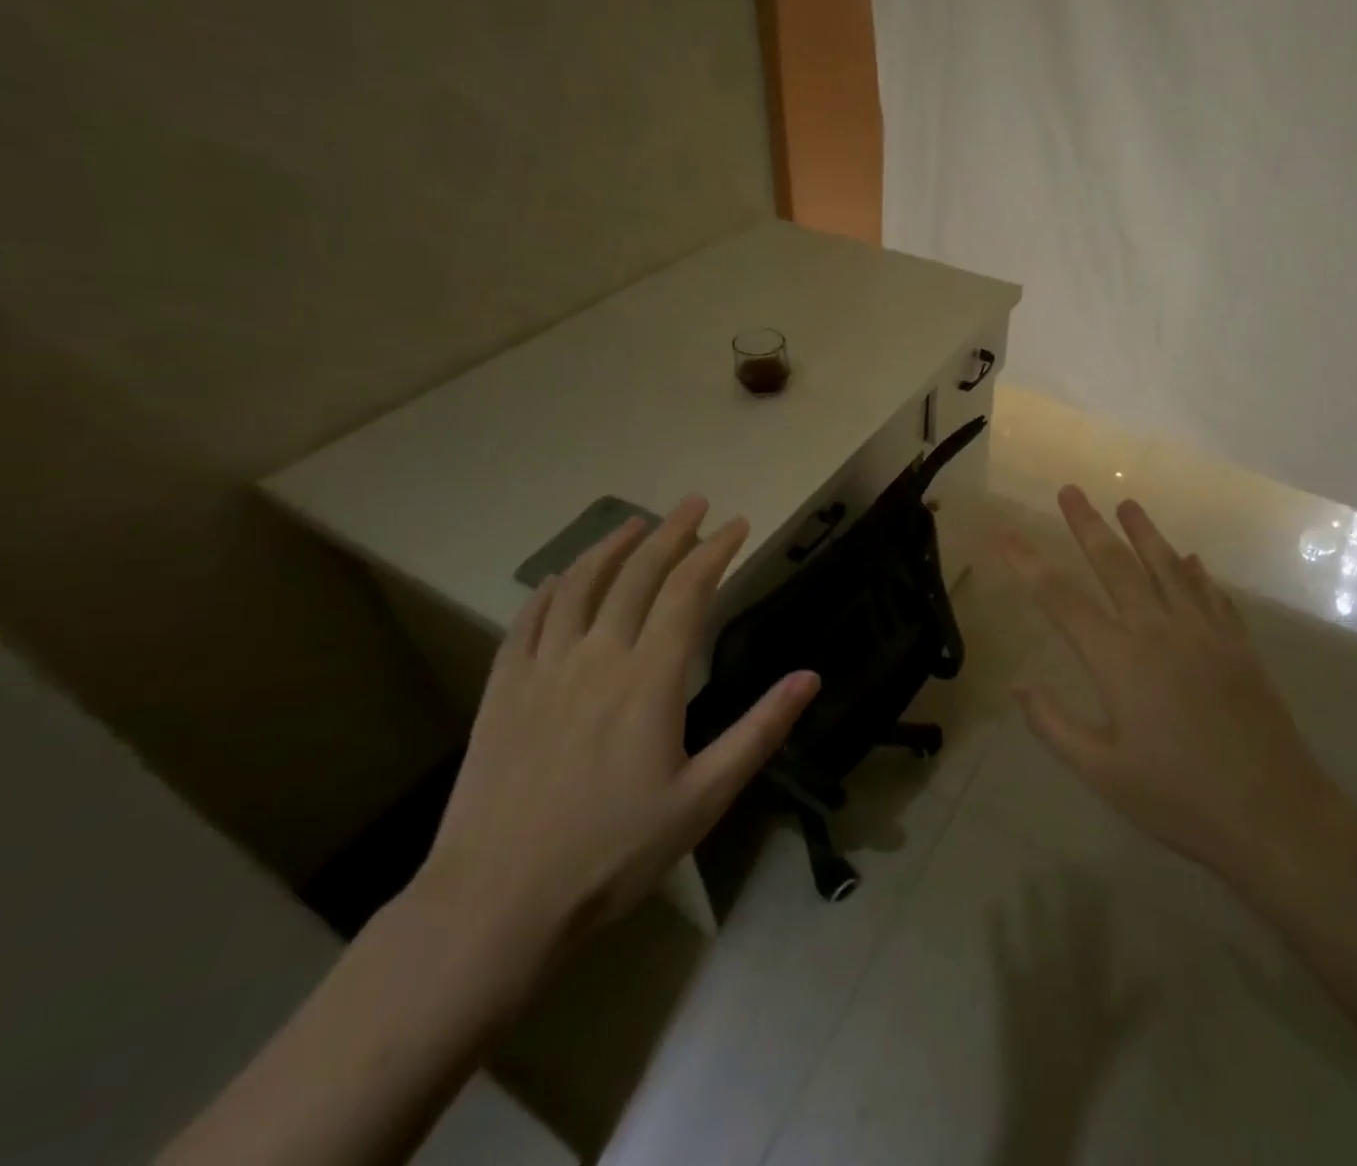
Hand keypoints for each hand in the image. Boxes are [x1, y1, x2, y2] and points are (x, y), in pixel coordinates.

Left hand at [418, 496, 818, 947]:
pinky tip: (564, 576)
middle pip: (637, 575)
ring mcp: (543, 670)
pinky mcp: (502, 691)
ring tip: (635, 523)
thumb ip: (759, 730)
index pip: (688, 591)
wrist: (496, 903)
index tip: (737, 524)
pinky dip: (553, 587)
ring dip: (612, 546)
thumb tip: (810, 677)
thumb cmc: (613, 852)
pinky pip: (528, 620)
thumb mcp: (704, 799)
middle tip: (695, 504)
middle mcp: (597, 657)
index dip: (715, 551)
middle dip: (672, 532)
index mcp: (649, 679)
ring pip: (580, 585)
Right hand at [1000, 486, 1333, 879]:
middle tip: (1070, 490)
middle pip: (1116, 565)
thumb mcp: (1102, 772)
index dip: (1030, 564)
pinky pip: (1212, 595)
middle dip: (1088, 525)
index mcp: (1119, 660)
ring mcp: (1204, 633)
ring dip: (1145, 532)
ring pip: (1167, 568)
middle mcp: (1159, 631)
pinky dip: (1197, 572)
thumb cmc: (1179, 798)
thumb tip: (1017, 684)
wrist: (1274, 815)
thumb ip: (1054, 724)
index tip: (1007, 533)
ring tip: (1127, 503)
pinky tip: (1191, 559)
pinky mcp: (1237, 645)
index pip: (1062, 600)